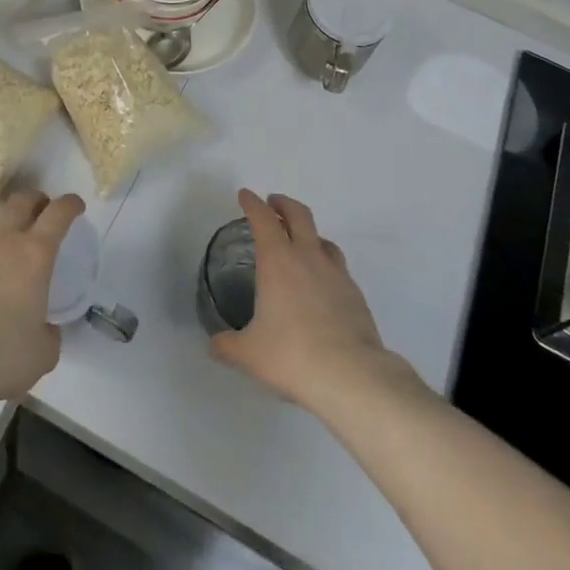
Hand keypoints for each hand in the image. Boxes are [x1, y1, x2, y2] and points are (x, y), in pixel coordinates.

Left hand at [0, 188, 84, 404]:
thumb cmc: (1, 352)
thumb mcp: (42, 354)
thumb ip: (49, 335)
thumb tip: (45, 330)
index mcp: (36, 255)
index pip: (58, 213)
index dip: (70, 204)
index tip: (76, 207)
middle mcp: (4, 242)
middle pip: (21, 200)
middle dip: (35, 200)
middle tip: (41, 213)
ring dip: (0, 225)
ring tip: (2, 243)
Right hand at [210, 189, 395, 408]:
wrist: (351, 374)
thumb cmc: (292, 355)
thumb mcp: (249, 353)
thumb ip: (227, 345)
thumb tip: (214, 344)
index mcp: (277, 261)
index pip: (263, 219)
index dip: (252, 203)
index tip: (245, 195)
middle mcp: (308, 257)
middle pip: (298, 214)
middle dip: (283, 204)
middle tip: (273, 204)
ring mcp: (336, 273)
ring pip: (322, 238)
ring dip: (308, 232)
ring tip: (300, 242)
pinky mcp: (355, 293)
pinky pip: (338, 266)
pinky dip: (326, 263)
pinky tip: (322, 282)